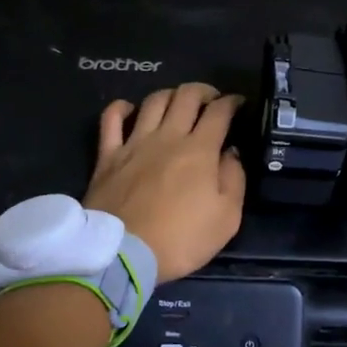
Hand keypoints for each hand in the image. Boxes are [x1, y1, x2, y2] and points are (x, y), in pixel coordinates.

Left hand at [84, 83, 246, 281]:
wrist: (123, 254)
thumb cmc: (181, 240)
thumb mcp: (227, 218)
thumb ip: (234, 179)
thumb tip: (230, 153)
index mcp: (200, 150)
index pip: (220, 112)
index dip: (232, 102)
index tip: (239, 104)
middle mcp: (168, 137)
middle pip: (187, 96)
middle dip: (204, 91)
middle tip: (211, 101)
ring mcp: (135, 143)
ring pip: (154, 101)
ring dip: (170, 95)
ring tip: (178, 103)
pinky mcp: (108, 155)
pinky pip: (111, 119)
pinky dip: (122, 108)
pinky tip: (130, 109)